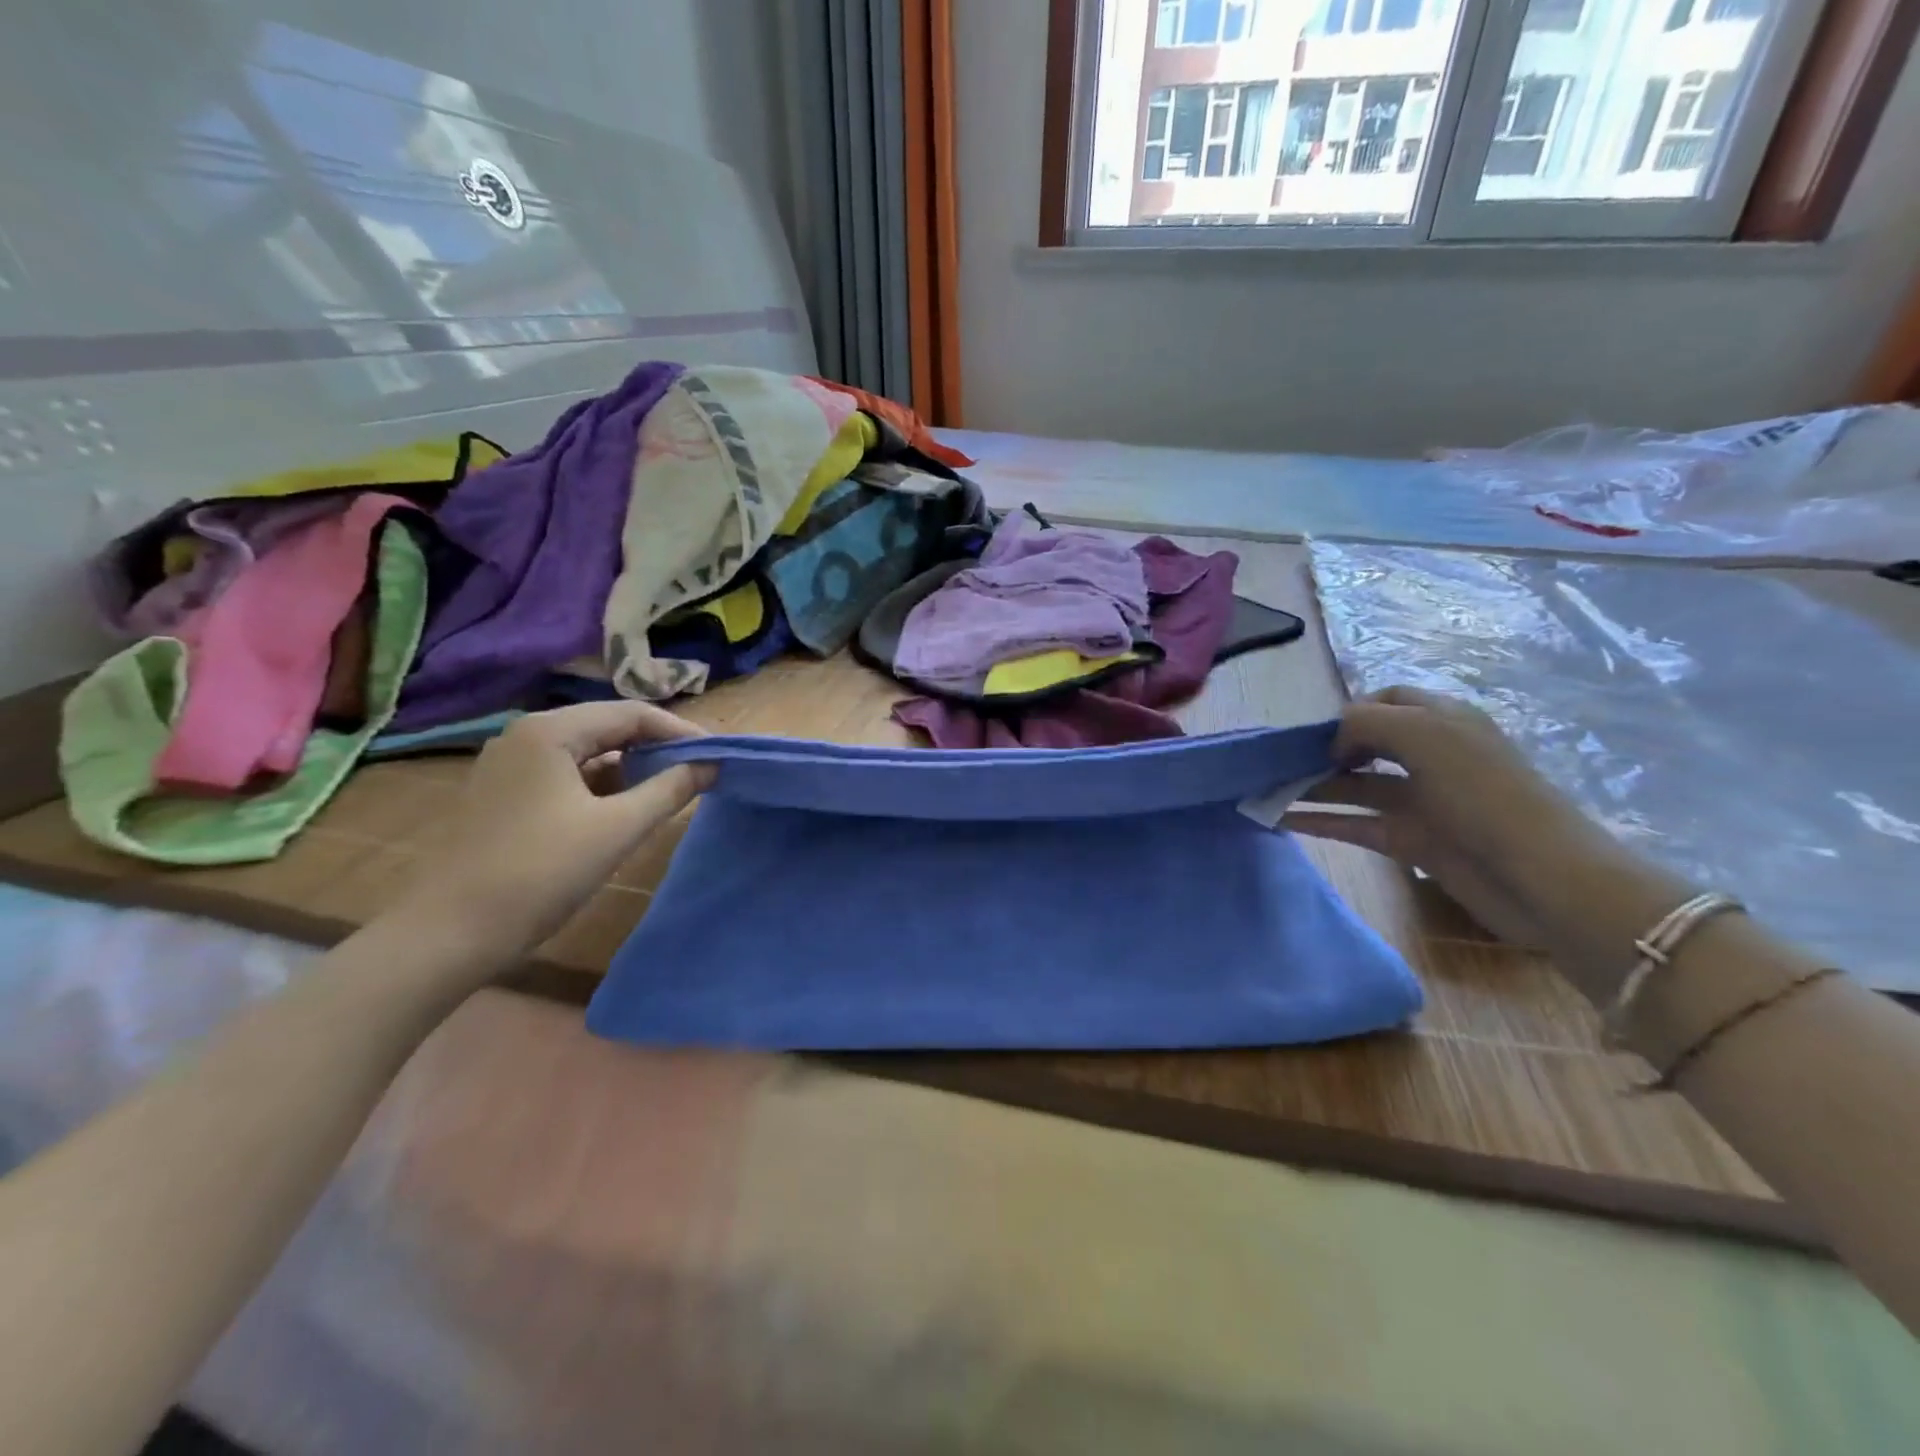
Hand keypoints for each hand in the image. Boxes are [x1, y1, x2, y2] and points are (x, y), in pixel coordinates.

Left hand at [392, 702, 712, 976]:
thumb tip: (711, 765)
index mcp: (550, 731)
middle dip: (658, 746)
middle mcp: (526, 735)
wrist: (450, 932)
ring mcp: (509, 765)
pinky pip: (566, 774)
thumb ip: (671, 789)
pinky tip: (624, 807)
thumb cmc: (541, 872)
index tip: (718, 755)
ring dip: (632, 765)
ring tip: (670, 787)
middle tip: (700, 769)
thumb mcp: (618, 828)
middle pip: (608, 727)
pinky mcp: (504, 794)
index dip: (681, 732)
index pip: (632, 714)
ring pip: (587, 751)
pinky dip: (602, 784)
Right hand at [1283, 687, 1620, 945]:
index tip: (1315, 732)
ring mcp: (1422, 801)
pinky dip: (1320, 820)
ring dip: (1313, 785)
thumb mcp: (1424, 736)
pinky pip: (1356, 824)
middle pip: (1366, 743)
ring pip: (1355, 785)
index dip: (1350, 711)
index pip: (1386, 700)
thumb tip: (1331, 739)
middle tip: (1279, 762)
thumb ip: (1365, 722)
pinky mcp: (1412, 841)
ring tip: (1265, 789)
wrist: (1540, 878)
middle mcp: (1431, 756)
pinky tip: (1281, 819)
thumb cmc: (1482, 793)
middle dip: (1323, 748)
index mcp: (1443, 720)